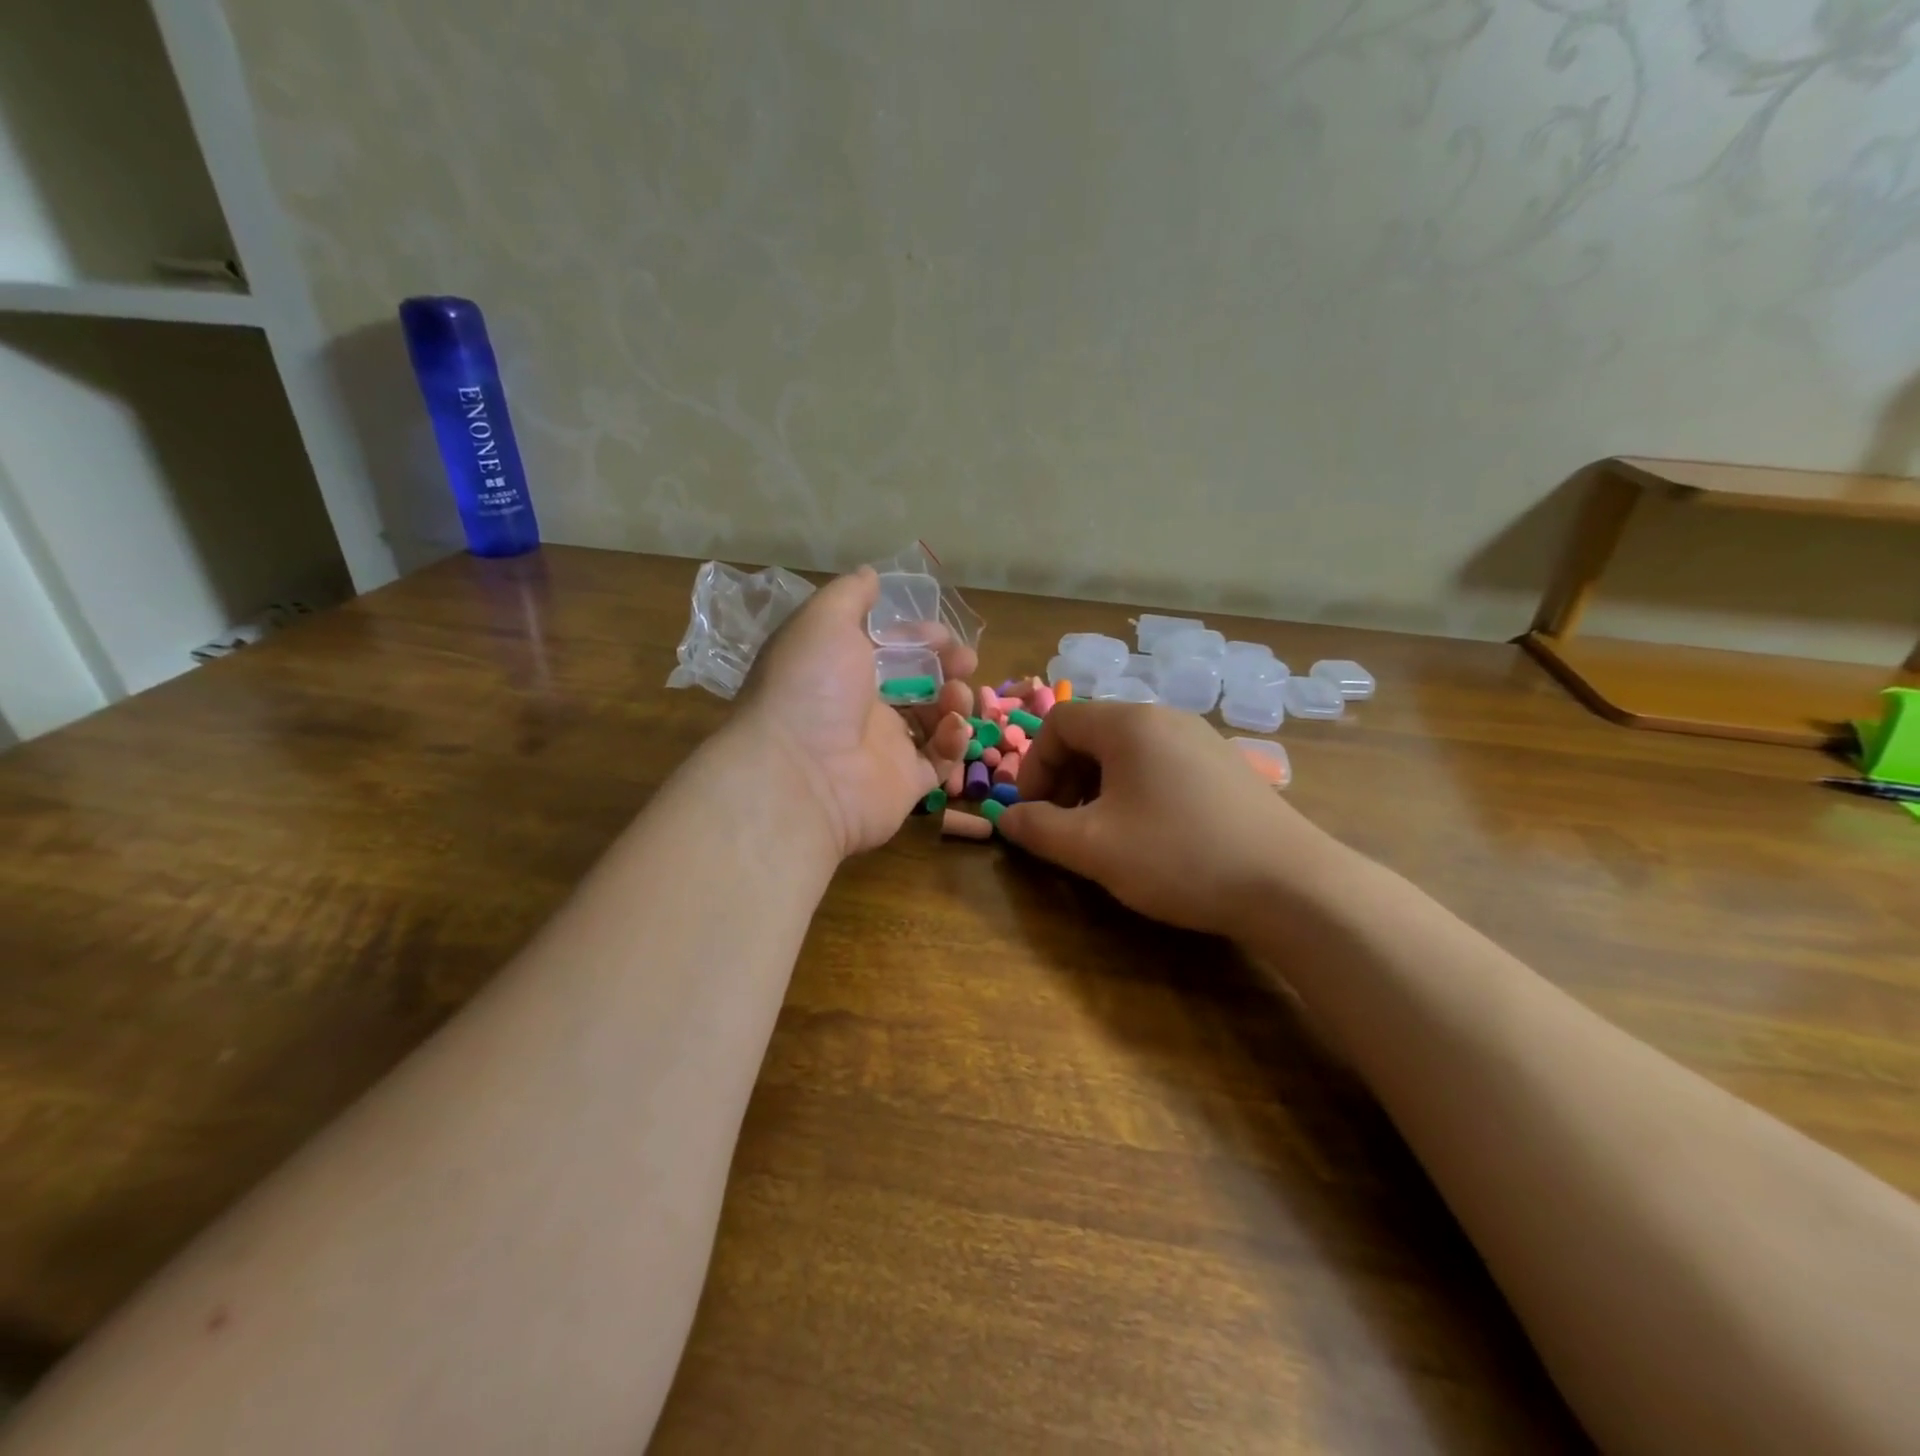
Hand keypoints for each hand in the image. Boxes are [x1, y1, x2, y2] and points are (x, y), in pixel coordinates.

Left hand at [732, 567, 976, 857]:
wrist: (800, 773)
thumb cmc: (811, 687)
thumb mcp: (823, 621)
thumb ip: (850, 594)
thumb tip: (870, 574)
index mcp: (840, 670)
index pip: (890, 649)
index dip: (919, 637)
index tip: (941, 634)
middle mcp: (862, 708)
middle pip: (917, 682)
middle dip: (947, 666)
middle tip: (965, 662)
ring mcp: (885, 749)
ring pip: (934, 720)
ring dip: (954, 700)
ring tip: (957, 696)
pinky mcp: (907, 784)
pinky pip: (941, 760)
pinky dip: (954, 741)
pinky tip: (953, 727)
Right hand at [998, 702, 1337, 935]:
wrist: (1291, 885)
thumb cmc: (1179, 856)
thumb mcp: (1093, 848)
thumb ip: (1039, 830)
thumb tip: (1007, 819)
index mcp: (1130, 724)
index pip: (1058, 722)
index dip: (1033, 766)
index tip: (1033, 812)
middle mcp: (1165, 718)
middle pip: (1093, 733)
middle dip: (1064, 778)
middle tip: (1064, 825)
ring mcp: (1201, 739)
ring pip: (1127, 751)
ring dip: (1098, 787)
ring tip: (1103, 833)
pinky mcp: (1225, 766)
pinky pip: (1161, 765)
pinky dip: (1135, 790)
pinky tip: (1149, 834)